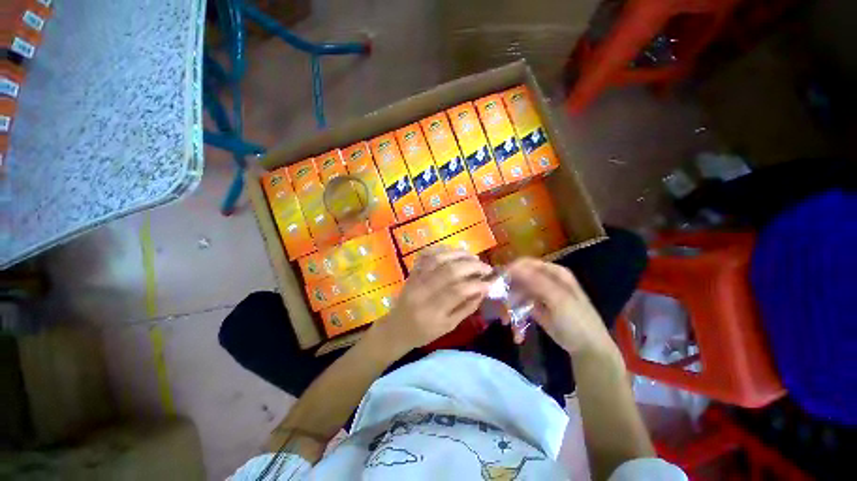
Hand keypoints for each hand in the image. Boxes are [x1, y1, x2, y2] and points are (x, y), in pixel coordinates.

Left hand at [372, 246, 491, 352]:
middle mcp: (422, 291)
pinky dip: (442, 249)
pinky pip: (427, 254)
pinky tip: (455, 252)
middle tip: (486, 268)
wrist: (397, 327)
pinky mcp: (412, 271)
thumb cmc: (424, 332)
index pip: (458, 291)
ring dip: (460, 255)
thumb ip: (467, 307)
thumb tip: (483, 290)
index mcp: (432, 311)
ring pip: (439, 258)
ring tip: (474, 258)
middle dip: (472, 266)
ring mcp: (416, 278)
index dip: (477, 284)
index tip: (490, 282)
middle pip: (449, 271)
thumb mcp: (448, 326)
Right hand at [506, 258, 614, 355]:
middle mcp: (545, 280)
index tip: (497, 281)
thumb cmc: (576, 321)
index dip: (511, 270)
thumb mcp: (559, 299)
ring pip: (516, 294)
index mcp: (554, 273)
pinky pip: (519, 307)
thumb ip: (537, 282)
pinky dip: (515, 317)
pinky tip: (516, 332)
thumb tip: (513, 267)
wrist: (588, 349)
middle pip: (519, 278)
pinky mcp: (534, 308)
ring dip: (510, 308)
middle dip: (508, 292)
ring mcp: (539, 294)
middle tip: (499, 304)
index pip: (527, 264)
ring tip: (506, 322)